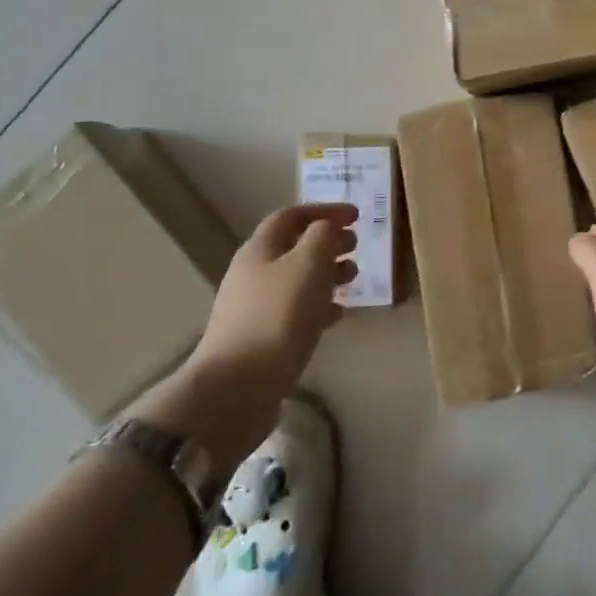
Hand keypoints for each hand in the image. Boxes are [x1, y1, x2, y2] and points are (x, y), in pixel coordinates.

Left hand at [138, 203, 355, 454]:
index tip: (356, 215)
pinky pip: (295, 310)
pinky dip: (318, 305)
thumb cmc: (279, 315)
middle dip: (327, 241)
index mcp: (260, 249)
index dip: (324, 210)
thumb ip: (322, 236)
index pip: (292, 215)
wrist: (238, 386)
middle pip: (294, 246)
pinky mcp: (261, 338)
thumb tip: (327, 226)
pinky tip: (336, 315)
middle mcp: (253, 272)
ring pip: (297, 279)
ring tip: (353, 279)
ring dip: (327, 273)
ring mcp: (254, 307)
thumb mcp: (309, 264)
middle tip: (356, 246)